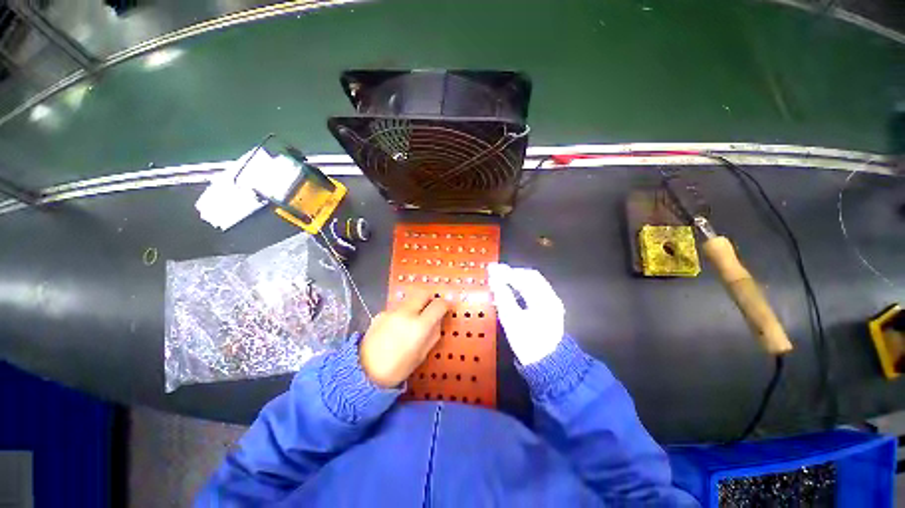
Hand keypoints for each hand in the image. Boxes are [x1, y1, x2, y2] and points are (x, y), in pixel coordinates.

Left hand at [360, 290, 449, 387]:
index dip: (444, 305)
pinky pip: (397, 309)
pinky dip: (401, 314)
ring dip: (415, 306)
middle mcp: (406, 313)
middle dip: (430, 298)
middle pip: (423, 293)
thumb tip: (437, 320)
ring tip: (411, 322)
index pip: (438, 305)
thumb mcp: (422, 355)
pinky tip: (395, 328)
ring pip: (409, 300)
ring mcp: (392, 311)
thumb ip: (433, 334)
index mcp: (419, 326)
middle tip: (430, 309)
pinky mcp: (381, 313)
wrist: (364, 372)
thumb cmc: (398, 368)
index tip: (444, 309)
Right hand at [487, 263, 563, 365]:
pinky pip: (531, 293)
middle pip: (530, 278)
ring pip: (531, 285)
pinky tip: (508, 292)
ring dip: (515, 281)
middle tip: (495, 273)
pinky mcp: (546, 310)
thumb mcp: (513, 321)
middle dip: (512, 274)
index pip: (526, 277)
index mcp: (545, 299)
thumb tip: (495, 282)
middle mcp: (550, 297)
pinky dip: (519, 289)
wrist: (547, 365)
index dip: (508, 272)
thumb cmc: (529, 343)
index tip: (492, 270)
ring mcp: (550, 304)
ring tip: (499, 281)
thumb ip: (504, 298)